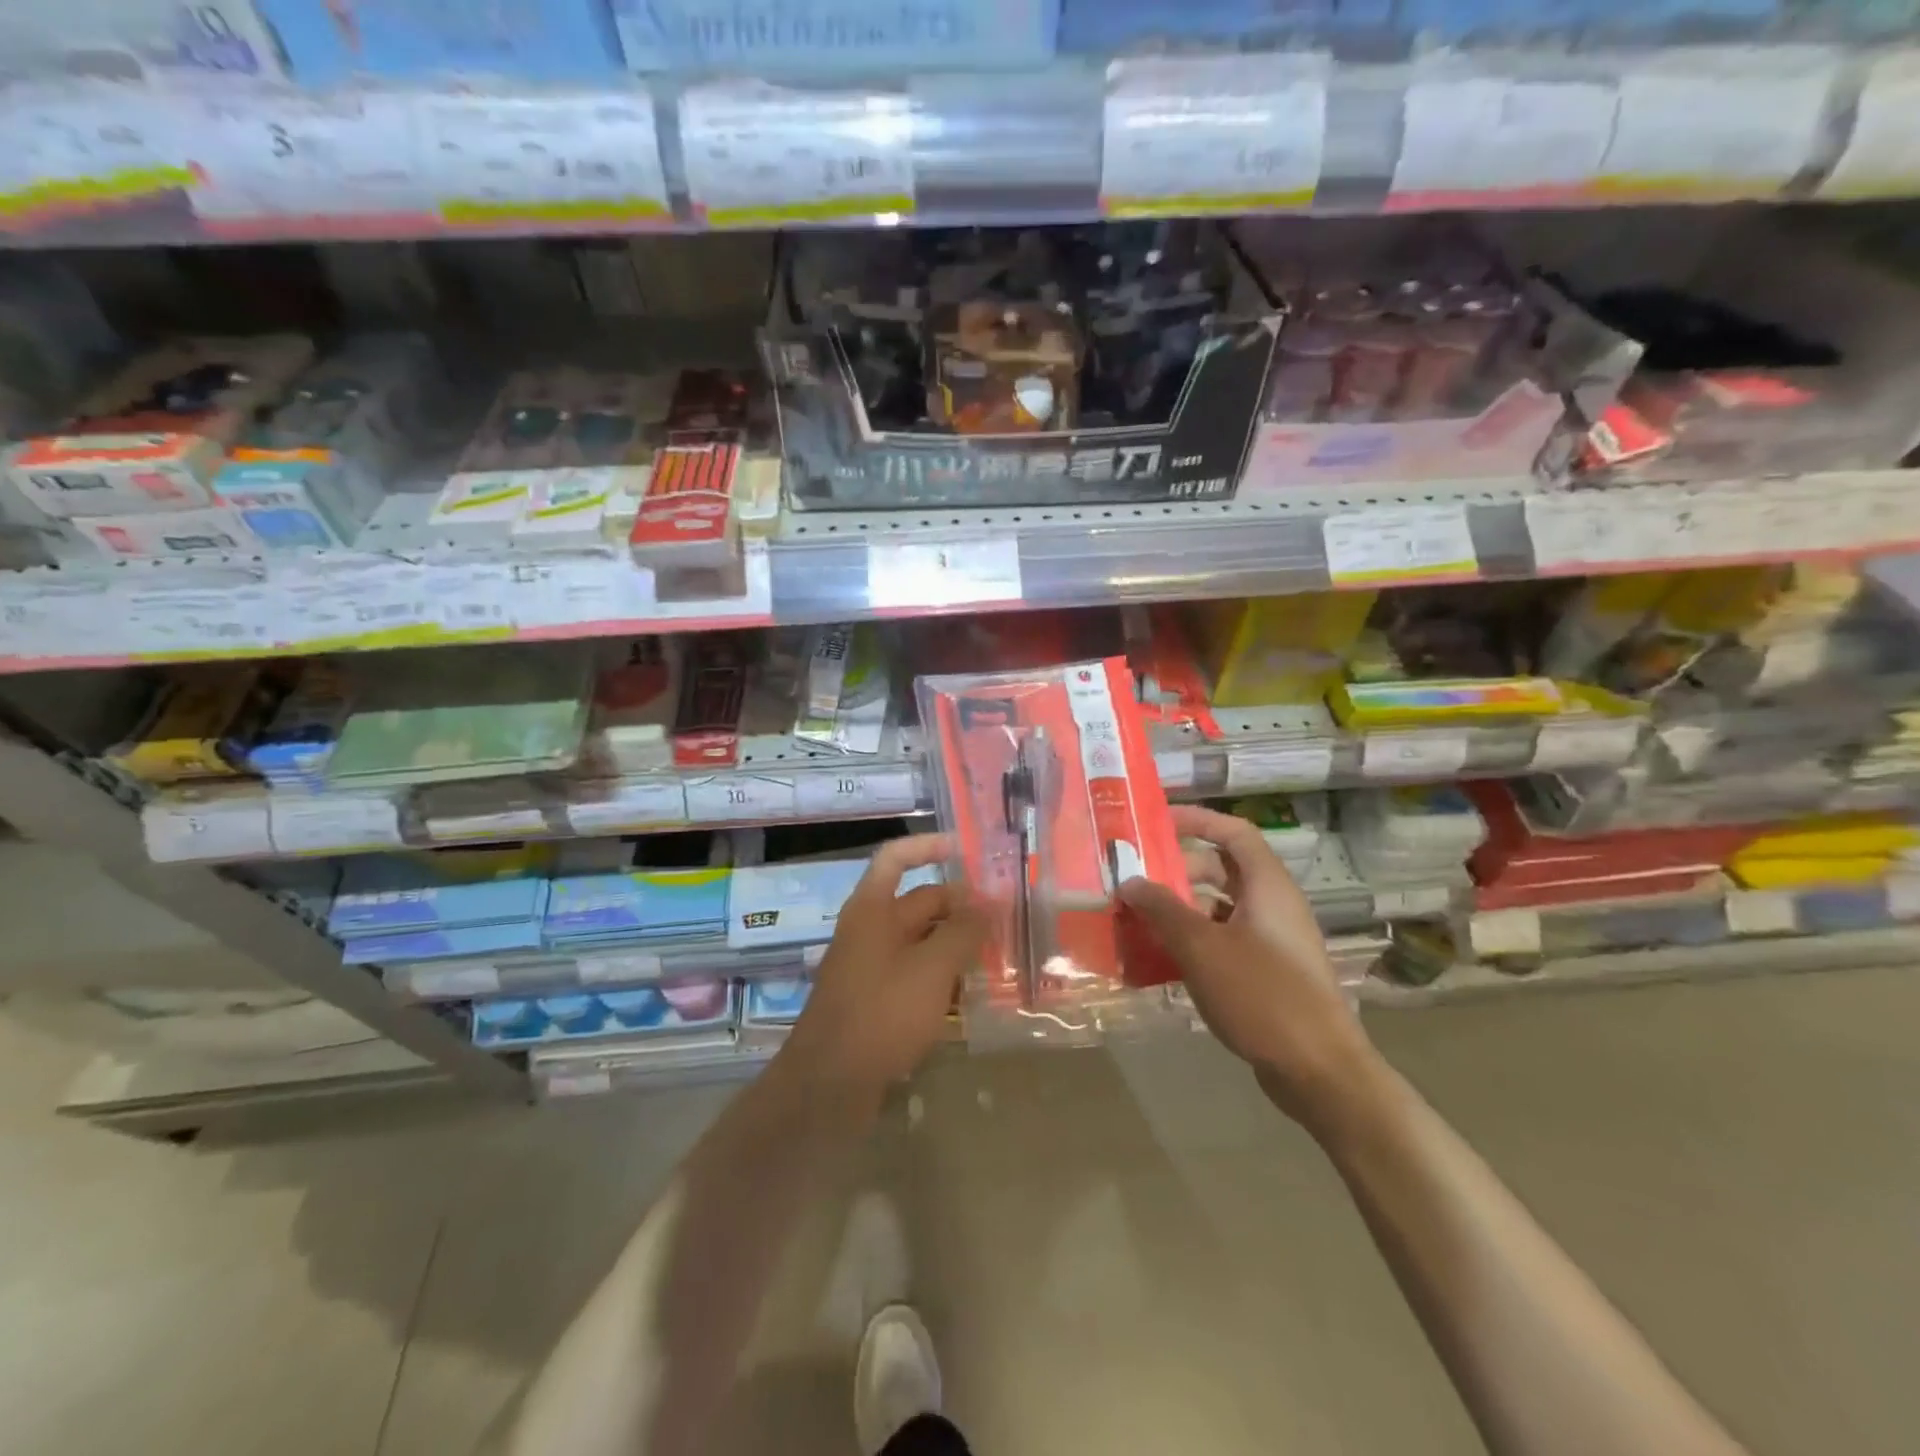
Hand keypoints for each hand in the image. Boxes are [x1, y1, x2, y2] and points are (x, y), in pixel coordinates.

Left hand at [785, 833, 986, 1094]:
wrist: (829, 1084)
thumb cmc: (882, 1013)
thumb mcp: (932, 968)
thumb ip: (962, 931)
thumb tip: (987, 904)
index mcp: (872, 908)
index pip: (896, 858)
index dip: (928, 846)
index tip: (966, 851)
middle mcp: (869, 929)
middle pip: (919, 902)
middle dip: (960, 906)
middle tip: (1005, 917)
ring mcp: (870, 966)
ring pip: (920, 940)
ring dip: (955, 943)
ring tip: (998, 953)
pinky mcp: (876, 999)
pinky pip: (914, 973)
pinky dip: (941, 975)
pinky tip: (971, 991)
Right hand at [1121, 805, 1380, 1129]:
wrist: (1319, 1072)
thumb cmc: (1262, 995)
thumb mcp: (1201, 948)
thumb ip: (1162, 909)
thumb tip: (1130, 881)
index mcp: (1267, 886)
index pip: (1233, 832)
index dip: (1196, 820)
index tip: (1155, 824)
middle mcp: (1273, 905)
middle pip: (1222, 869)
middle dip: (1176, 870)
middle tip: (1135, 878)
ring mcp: (1272, 941)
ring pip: (1219, 909)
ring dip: (1180, 909)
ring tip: (1137, 919)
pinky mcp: (1268, 973)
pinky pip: (1223, 941)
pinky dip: (1193, 942)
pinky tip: (1160, 961)